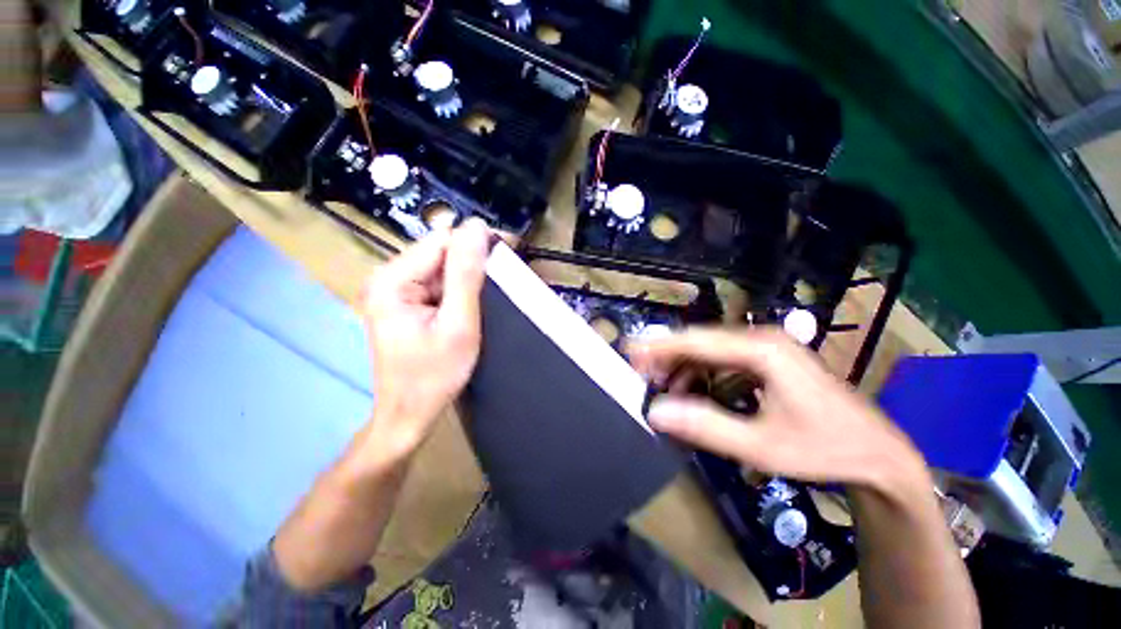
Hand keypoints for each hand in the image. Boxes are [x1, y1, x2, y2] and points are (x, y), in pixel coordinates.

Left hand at [361, 219, 489, 454]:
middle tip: (504, 279)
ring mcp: (394, 291)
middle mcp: (387, 278)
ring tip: (489, 296)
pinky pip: (437, 284)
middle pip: (440, 252)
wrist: (409, 414)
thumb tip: (476, 228)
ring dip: (468, 277)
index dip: (477, 242)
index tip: (510, 248)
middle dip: (473, 262)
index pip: (442, 240)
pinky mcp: (404, 302)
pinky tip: (472, 304)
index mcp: (392, 280)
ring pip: (441, 267)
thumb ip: (466, 276)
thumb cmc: (434, 375)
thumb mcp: (458, 325)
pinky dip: (458, 290)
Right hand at [628, 328, 926, 490]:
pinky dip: (701, 375)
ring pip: (709, 351)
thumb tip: (655, 413)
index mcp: (761, 350)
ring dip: (683, 369)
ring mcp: (766, 348)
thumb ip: (706, 427)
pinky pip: (722, 362)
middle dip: (667, 358)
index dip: (658, 346)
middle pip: (700, 341)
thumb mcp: (762, 445)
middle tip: (641, 378)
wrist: (877, 456)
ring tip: (664, 391)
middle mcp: (761, 339)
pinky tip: (693, 393)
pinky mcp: (767, 361)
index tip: (628, 352)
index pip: (696, 340)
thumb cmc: (824, 448)